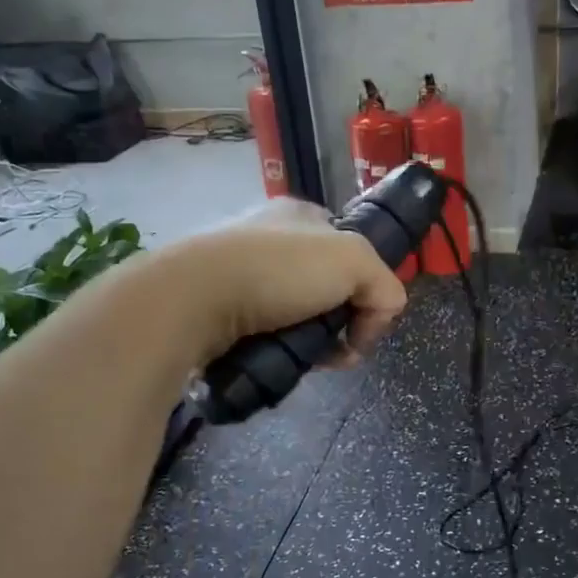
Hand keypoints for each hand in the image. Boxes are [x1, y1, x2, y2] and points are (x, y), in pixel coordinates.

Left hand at [164, 199, 408, 367]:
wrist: (193, 299)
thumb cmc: (278, 270)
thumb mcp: (355, 261)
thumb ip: (384, 284)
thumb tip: (380, 317)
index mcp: (302, 216)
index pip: (351, 253)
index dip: (366, 288)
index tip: (363, 319)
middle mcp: (270, 239)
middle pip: (327, 288)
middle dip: (340, 321)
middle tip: (340, 349)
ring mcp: (239, 272)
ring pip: (298, 314)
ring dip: (313, 340)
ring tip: (310, 360)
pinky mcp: (217, 307)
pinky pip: (266, 332)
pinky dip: (280, 348)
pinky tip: (280, 359)